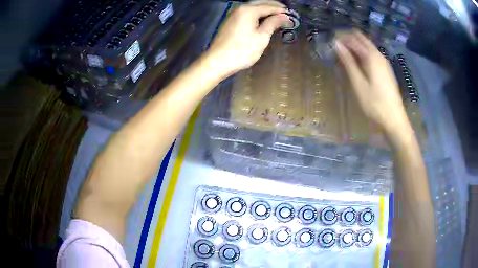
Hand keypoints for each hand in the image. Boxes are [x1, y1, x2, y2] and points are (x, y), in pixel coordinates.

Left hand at [206, 1, 291, 77]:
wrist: (217, 61)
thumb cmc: (242, 51)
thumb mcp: (261, 37)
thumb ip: (273, 23)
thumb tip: (284, 16)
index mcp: (249, 10)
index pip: (269, 6)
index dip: (281, 10)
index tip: (292, 15)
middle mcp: (240, 8)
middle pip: (260, 3)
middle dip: (274, 6)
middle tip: (286, 12)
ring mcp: (233, 14)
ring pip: (253, 7)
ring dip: (265, 9)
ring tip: (277, 15)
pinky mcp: (230, 21)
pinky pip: (247, 12)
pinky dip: (257, 13)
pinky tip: (263, 19)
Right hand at [335, 31, 409, 133]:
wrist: (394, 118)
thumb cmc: (375, 103)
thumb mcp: (358, 83)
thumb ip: (348, 62)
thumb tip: (337, 44)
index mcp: (371, 56)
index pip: (354, 38)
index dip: (341, 37)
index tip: (330, 41)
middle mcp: (379, 55)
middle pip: (362, 38)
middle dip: (348, 39)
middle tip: (336, 46)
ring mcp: (384, 62)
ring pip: (367, 46)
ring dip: (355, 46)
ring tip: (343, 54)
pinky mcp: (385, 69)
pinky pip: (372, 54)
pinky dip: (362, 53)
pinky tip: (357, 62)